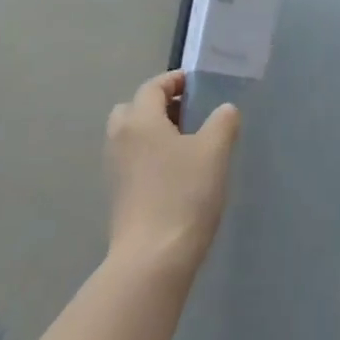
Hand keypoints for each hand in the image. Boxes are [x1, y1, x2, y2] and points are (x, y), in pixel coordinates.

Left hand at [105, 71, 239, 278]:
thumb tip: (224, 110)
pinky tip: (175, 173)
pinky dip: (149, 155)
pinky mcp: (117, 195)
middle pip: (134, 108)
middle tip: (189, 114)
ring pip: (131, 136)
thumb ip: (223, 121)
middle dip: (158, 105)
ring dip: (154, 132)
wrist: (153, 258)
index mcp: (140, 120)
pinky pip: (132, 160)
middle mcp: (120, 138)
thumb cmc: (184, 195)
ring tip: (186, 144)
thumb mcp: (214, 151)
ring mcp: (114, 169)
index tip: (196, 84)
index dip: (175, 81)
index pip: (153, 87)